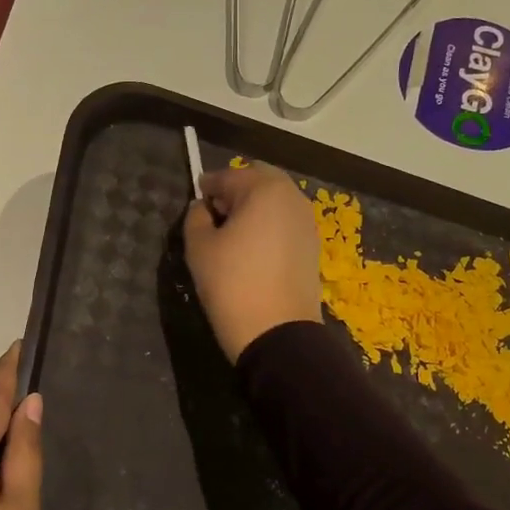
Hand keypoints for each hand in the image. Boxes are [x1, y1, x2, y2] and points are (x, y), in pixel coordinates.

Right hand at [183, 161, 323, 360]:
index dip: (208, 186)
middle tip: (215, 213)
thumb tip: (203, 207)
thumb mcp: (199, 247)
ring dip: (255, 207)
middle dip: (236, 190)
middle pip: (259, 181)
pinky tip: (253, 248)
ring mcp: (307, 222)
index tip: (196, 197)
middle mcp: (292, 197)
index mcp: (264, 189)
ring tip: (233, 232)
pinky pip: (286, 223)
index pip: (229, 176)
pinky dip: (269, 226)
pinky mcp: (313, 246)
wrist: (276, 332)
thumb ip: (196, 217)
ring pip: (276, 201)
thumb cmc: (232, 283)